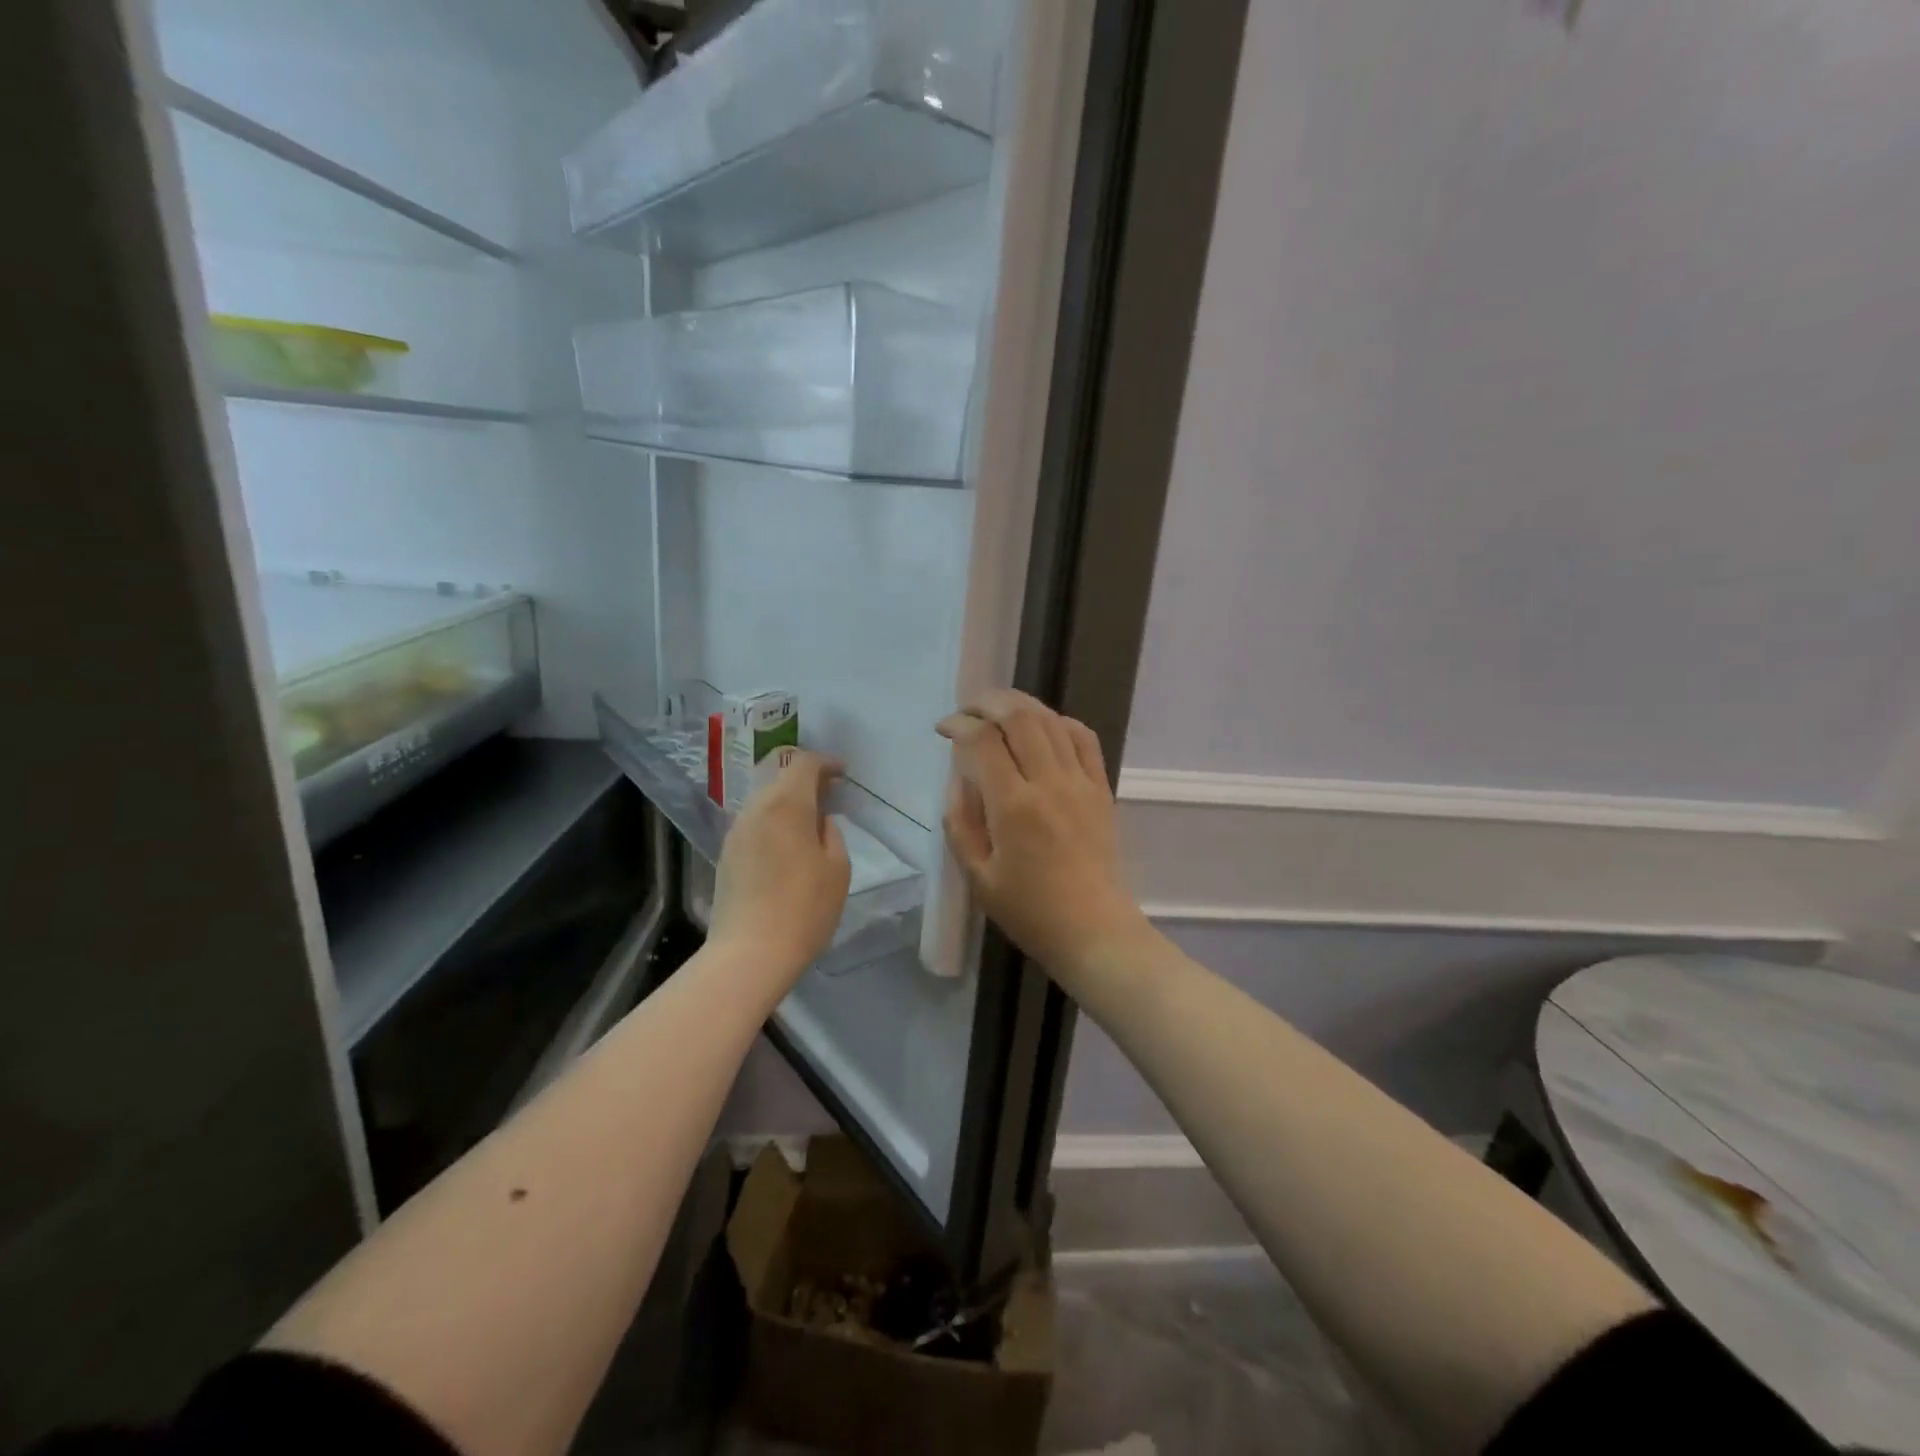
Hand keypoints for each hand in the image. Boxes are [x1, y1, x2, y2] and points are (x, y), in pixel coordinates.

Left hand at [709, 750, 850, 990]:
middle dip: (806, 780)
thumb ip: (831, 833)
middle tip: (830, 796)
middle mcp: (756, 809)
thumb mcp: (837, 869)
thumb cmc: (804, 908)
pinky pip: (755, 824)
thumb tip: (819, 821)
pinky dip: (774, 822)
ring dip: (789, 802)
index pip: (803, 763)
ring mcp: (736, 832)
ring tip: (811, 822)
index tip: (842, 774)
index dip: (825, 762)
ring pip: (765, 801)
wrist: (750, 953)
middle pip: (779, 777)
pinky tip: (788, 846)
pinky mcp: (727, 855)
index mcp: (786, 805)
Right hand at [938, 690, 1149, 979]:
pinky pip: (1083, 738)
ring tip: (997, 709)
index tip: (944, 729)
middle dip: (987, 702)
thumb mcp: (977, 876)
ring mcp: (1080, 782)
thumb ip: (959, 823)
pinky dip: (1059, 721)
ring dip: (1020, 705)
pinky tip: (1042, 727)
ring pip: (1051, 720)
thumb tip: (958, 778)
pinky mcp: (1101, 788)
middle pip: (1019, 717)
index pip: (983, 741)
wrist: (1093, 930)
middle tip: (966, 710)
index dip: (959, 725)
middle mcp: (1049, 783)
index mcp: (1014, 807)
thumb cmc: (1029, 910)